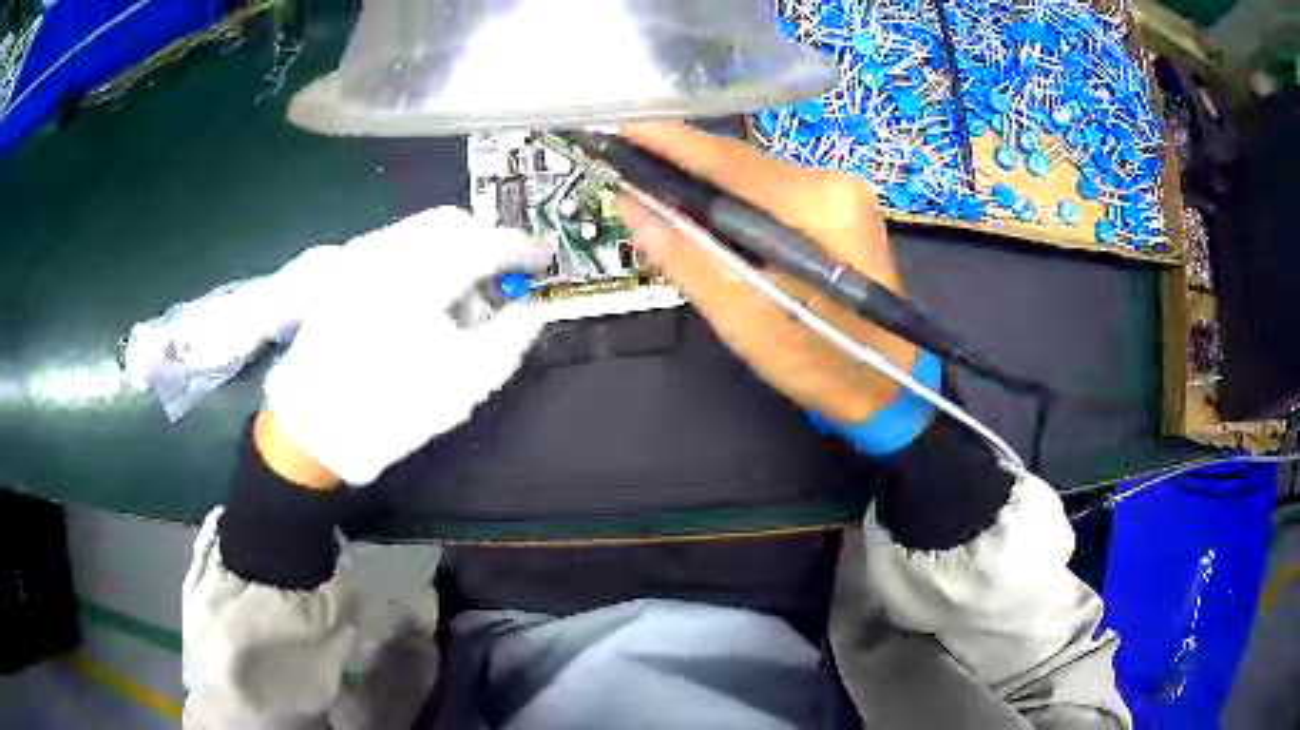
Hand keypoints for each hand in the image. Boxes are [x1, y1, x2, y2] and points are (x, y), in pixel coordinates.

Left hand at [261, 207, 549, 485]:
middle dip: (486, 240)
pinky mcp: (346, 269)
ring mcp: (360, 255)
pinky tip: (426, 295)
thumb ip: (510, 338)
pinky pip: (397, 242)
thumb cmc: (391, 411)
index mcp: (420, 276)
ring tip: (463, 292)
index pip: (486, 241)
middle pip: (452, 220)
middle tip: (503, 276)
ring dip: (454, 247)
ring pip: (422, 228)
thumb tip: (532, 309)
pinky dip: (425, 255)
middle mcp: (387, 250)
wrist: (314, 428)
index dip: (522, 248)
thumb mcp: (465, 384)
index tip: (542, 261)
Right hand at [618, 123, 916, 423]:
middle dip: (685, 165)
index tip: (624, 128)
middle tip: (630, 169)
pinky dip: (738, 202)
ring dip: (710, 186)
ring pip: (757, 177)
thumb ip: (686, 257)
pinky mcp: (843, 208)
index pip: (729, 161)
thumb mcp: (744, 319)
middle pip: (743, 164)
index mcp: (817, 206)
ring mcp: (845, 193)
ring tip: (660, 192)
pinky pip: (775, 192)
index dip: (671, 141)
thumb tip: (632, 205)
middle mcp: (835, 184)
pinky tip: (709, 215)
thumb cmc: (820, 363)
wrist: (886, 386)